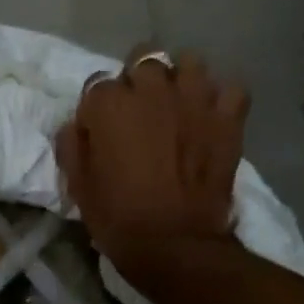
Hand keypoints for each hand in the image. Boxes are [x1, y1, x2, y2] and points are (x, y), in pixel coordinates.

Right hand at [55, 43, 248, 266]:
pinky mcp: (227, 118)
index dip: (98, 106)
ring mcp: (194, 99)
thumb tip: (78, 126)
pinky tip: (212, 115)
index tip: (100, 127)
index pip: (98, 84)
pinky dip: (221, 98)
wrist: (173, 243)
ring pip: (189, 62)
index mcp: (109, 104)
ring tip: (177, 102)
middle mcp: (151, 90)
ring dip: (180, 78)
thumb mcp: (78, 184)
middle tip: (139, 110)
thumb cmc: (117, 216)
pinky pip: (231, 89)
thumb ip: (73, 144)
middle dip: (138, 80)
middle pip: (144, 60)